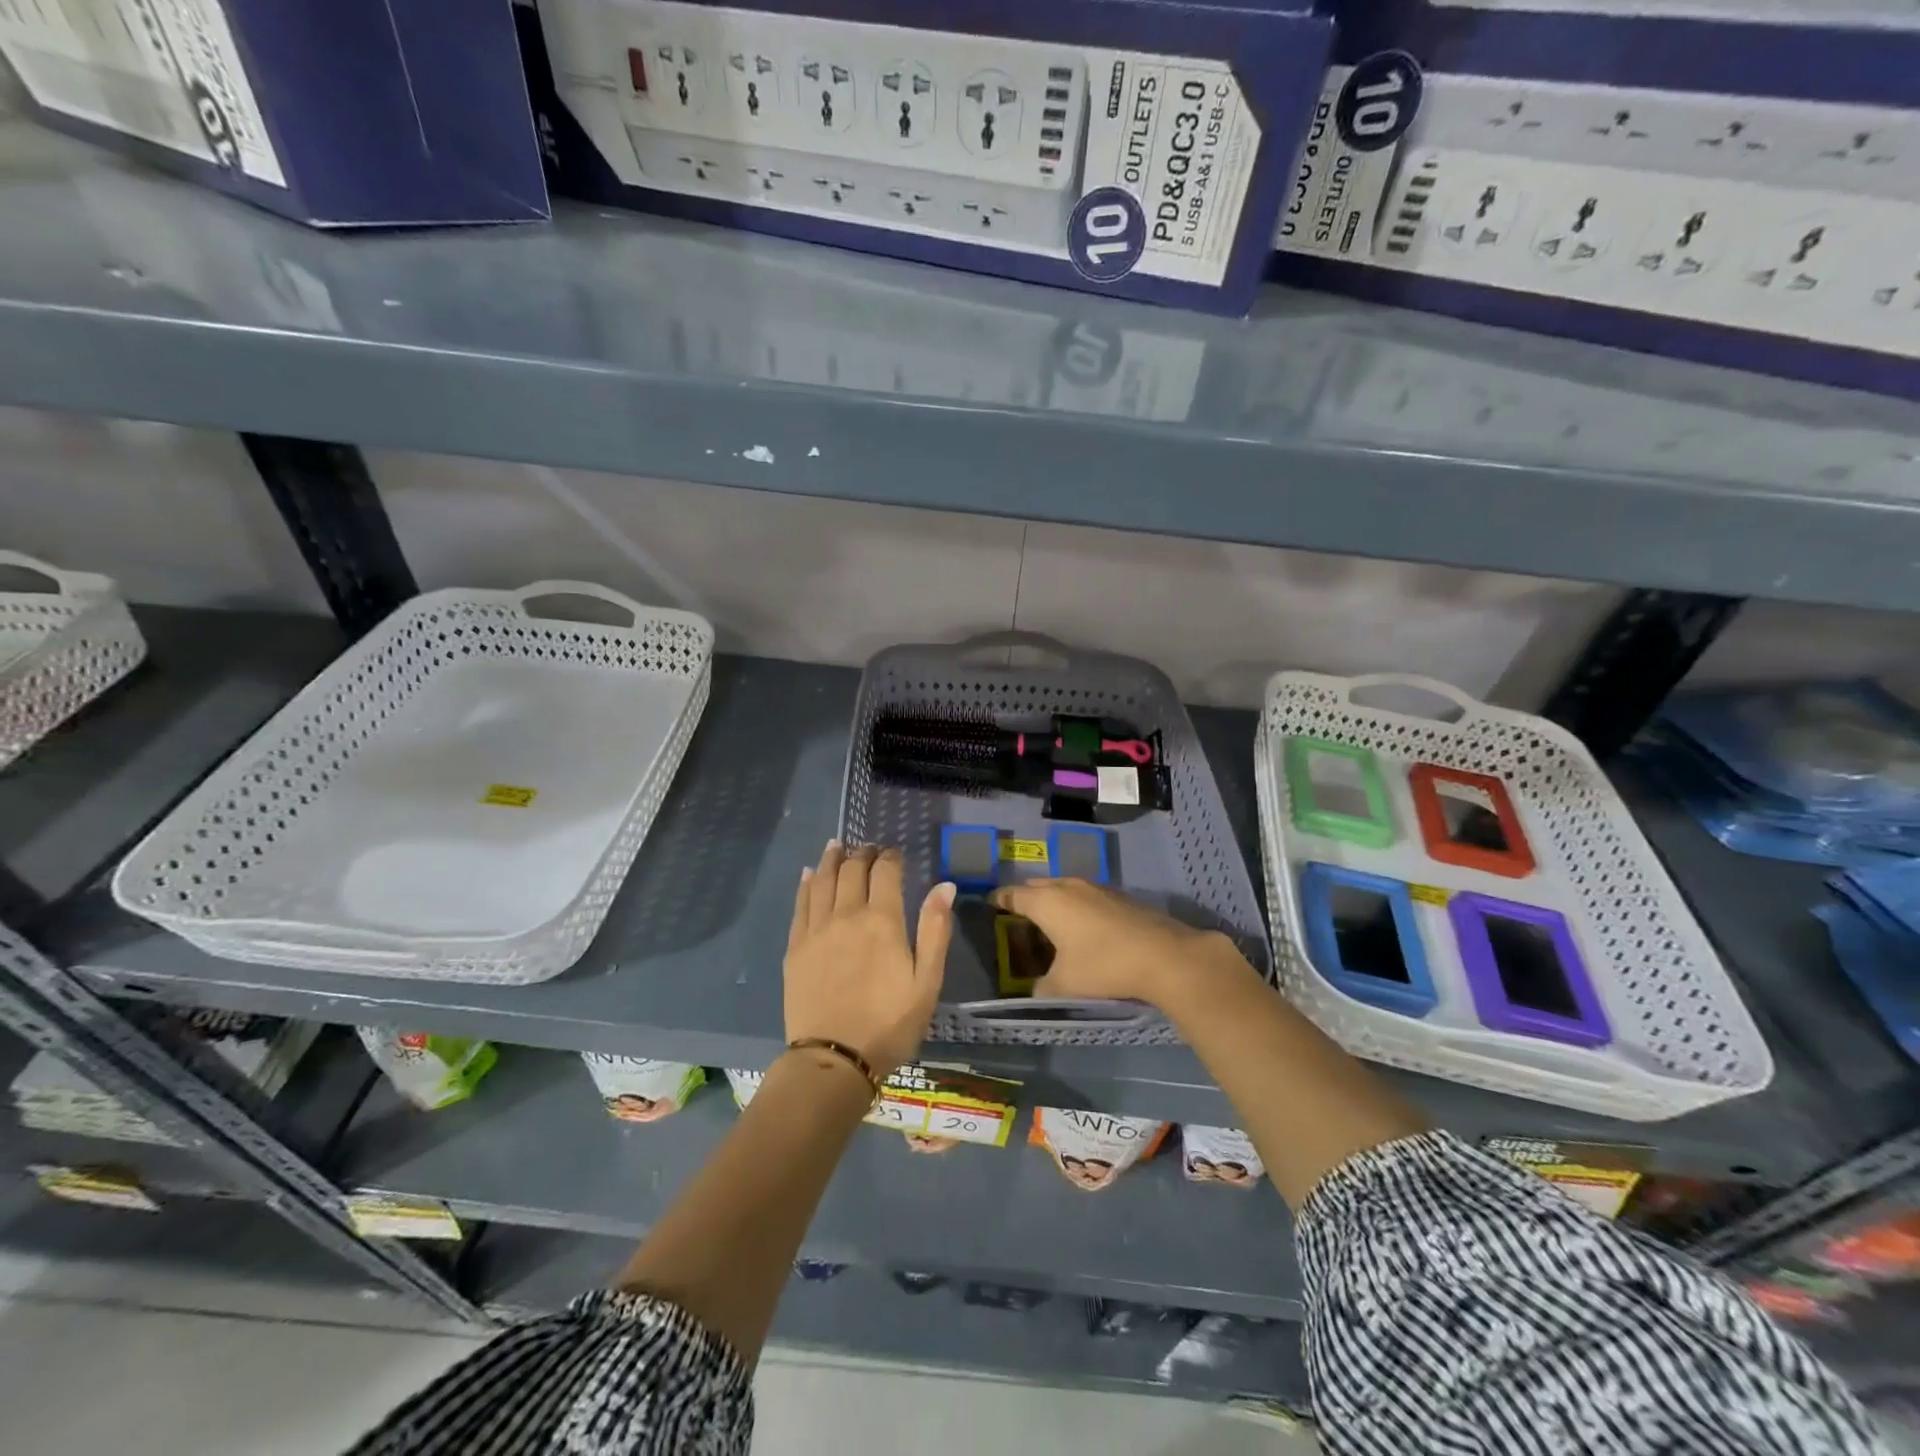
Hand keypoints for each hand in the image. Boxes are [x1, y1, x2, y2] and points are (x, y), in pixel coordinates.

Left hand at [785, 842, 954, 1074]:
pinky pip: (801, 904)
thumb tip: (945, 886)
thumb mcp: (927, 982)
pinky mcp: (795, 947)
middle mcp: (847, 915)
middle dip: (862, 854)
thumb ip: (935, 930)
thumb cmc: (889, 1024)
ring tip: (837, 845)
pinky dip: (807, 883)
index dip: (890, 857)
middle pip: (852, 870)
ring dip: (831, 859)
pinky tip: (810, 874)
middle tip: (868, 848)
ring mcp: (816, 929)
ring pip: (823, 880)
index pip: (885, 872)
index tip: (895, 853)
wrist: (834, 1060)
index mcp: (882, 921)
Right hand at [989, 878, 1248, 1008]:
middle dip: (1025, 897)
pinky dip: (1075, 906)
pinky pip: (1085, 896)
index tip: (990, 903)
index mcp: (1047, 903)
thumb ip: (1042, 988)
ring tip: (1049, 919)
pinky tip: (1083, 926)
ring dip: (1053, 900)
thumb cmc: (1103, 966)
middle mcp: (1068, 887)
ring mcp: (1096, 889)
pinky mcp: (1119, 897)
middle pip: (1038, 886)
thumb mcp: (1064, 985)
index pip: (1014, 895)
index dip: (1000, 899)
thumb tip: (1036, 990)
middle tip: (1017, 913)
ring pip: (1064, 888)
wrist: (1164, 956)